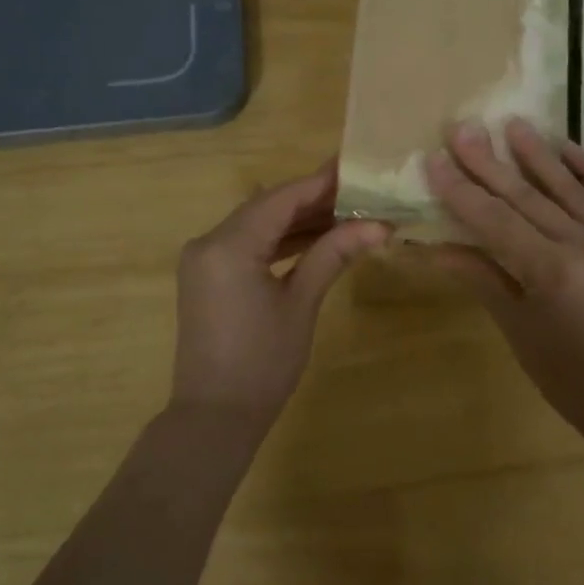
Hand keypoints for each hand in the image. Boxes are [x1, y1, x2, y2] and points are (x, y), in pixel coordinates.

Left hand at [170, 161, 388, 428]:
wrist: (214, 416)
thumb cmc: (263, 363)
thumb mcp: (301, 304)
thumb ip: (333, 254)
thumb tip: (379, 225)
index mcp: (229, 245)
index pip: (281, 199)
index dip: (320, 183)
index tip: (356, 168)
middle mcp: (208, 242)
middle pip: (267, 207)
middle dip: (312, 200)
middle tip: (359, 193)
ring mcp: (203, 259)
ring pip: (256, 225)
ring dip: (297, 221)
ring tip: (345, 214)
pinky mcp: (207, 276)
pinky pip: (246, 245)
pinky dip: (278, 241)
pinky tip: (313, 239)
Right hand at [427, 119, 583, 433]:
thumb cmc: (565, 372)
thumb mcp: (516, 327)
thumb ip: (480, 276)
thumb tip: (435, 244)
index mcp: (551, 273)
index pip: (495, 220)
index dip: (461, 189)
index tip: (435, 159)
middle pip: (528, 196)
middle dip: (489, 162)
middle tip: (463, 128)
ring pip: (571, 187)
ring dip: (538, 154)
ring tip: (511, 123)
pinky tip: (567, 146)